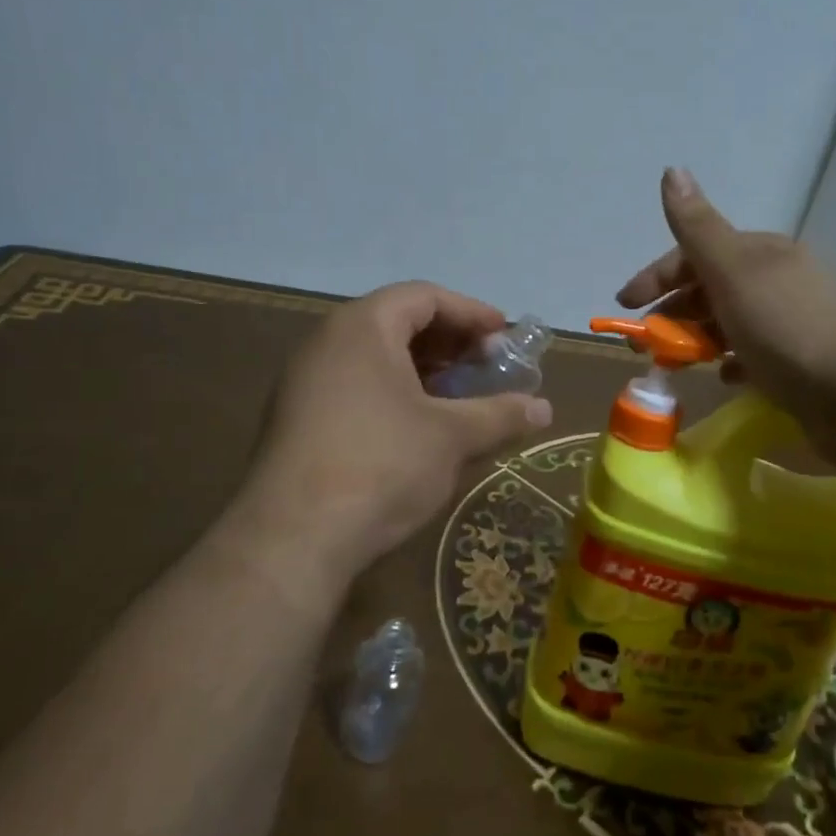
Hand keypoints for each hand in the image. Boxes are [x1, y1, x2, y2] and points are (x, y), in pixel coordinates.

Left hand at [229, 282, 552, 591]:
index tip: (504, 335)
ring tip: (459, 397)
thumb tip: (544, 409)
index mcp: (363, 327)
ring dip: (424, 370)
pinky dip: (394, 393)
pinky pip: (355, 386)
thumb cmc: (381, 465)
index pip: (424, 297)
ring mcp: (305, 381)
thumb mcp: (452, 437)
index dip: (471, 312)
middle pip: (398, 322)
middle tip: (487, 367)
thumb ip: (500, 414)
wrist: (291, 539)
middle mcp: (327, 342)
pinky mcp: (296, 419)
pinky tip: (419, 427)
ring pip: (375, 357)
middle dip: (450, 342)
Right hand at [616, 168, 835, 449]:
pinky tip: (725, 377)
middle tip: (644, 343)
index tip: (625, 305)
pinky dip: (731, 361)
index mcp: (759, 253)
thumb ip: (697, 228)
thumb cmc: (788, 327)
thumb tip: (672, 169)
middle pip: (710, 288)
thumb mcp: (734, 271)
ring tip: (677, 363)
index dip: (656, 276)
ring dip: (697, 338)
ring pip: (729, 322)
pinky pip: (754, 354)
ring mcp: (792, 320)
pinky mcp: (802, 360)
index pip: (694, 253)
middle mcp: (776, 279)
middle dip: (672, 311)